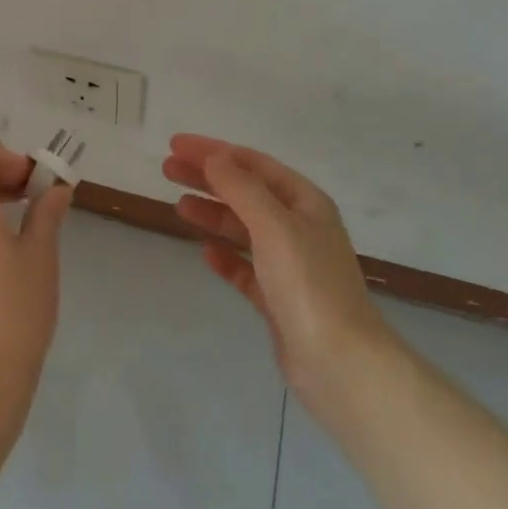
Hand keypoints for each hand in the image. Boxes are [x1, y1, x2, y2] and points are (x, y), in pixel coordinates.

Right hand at [164, 135, 387, 401]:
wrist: (340, 364)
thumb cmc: (308, 284)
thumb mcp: (273, 225)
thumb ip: (241, 188)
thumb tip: (213, 156)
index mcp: (305, 203)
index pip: (253, 164)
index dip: (214, 150)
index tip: (176, 144)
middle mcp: (299, 228)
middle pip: (246, 192)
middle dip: (207, 178)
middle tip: (167, 169)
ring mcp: (290, 265)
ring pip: (243, 229)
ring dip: (212, 213)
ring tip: (178, 207)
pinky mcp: (278, 300)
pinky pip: (246, 268)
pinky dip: (225, 257)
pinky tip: (206, 253)